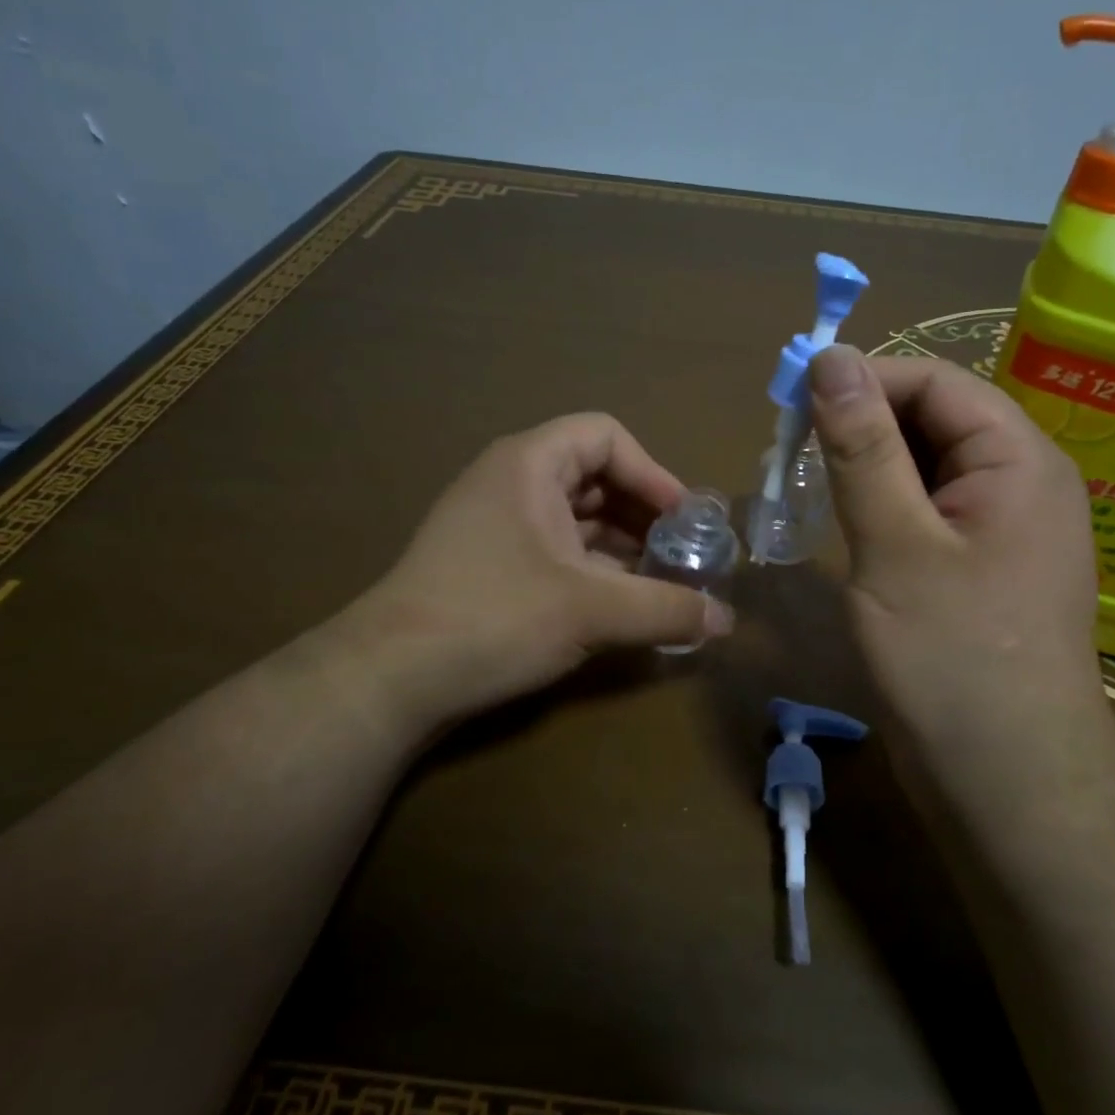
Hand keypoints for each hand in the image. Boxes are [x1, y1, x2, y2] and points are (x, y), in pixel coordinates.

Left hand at [340, 413, 732, 730]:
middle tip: (681, 555)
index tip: (683, 520)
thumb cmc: (493, 617)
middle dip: (643, 514)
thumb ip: (666, 609)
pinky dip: (592, 569)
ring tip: (660, 584)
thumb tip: (726, 621)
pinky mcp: (488, 565)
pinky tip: (618, 606)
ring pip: (575, 518)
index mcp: (529, 464)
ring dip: (622, 546)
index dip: (653, 472)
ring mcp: (495, 525)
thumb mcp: (591, 610)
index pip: (605, 436)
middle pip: (594, 476)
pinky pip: (554, 550)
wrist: (388, 678)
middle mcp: (510, 483)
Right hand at [808, 346, 1107, 753]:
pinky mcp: (982, 568)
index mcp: (1019, 459)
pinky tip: (848, 528)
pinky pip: (930, 513)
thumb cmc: (950, 658)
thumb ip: (862, 447)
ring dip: (868, 467)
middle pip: (935, 420)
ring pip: (927, 468)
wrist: (1007, 781)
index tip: (790, 404)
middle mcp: (1022, 482)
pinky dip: (885, 508)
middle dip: (862, 425)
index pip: (935, 382)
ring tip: (809, 487)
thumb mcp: (895, 543)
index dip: (863, 380)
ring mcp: (1004, 529)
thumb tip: (830, 358)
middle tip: (790, 452)